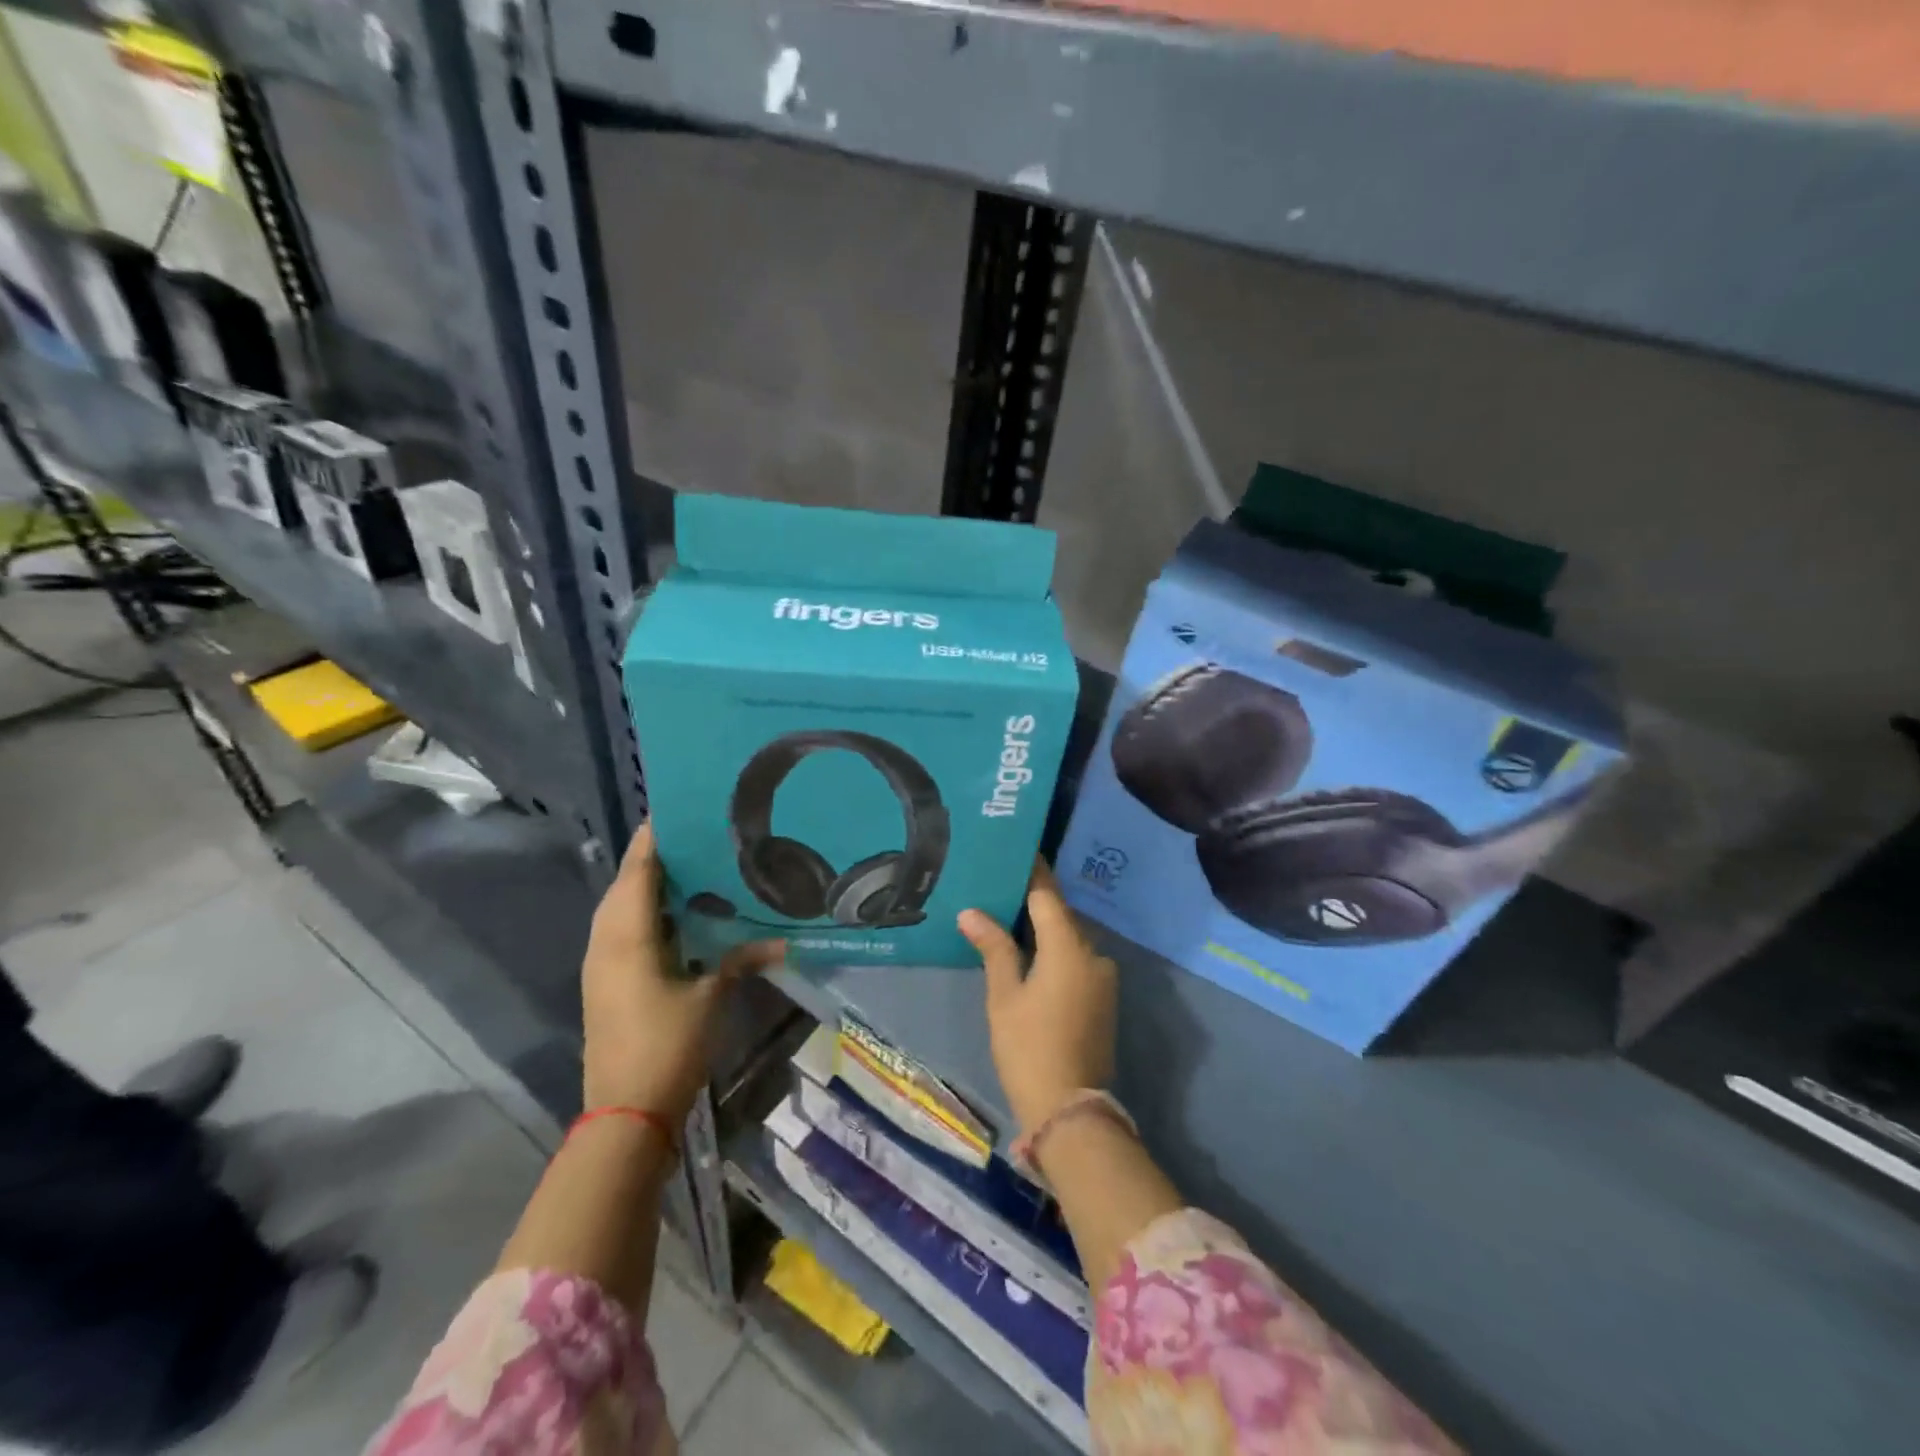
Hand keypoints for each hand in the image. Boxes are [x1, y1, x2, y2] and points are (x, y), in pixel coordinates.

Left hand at [581, 826, 782, 1121]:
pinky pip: (624, 930)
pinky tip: (680, 914)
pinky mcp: (607, 982)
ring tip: (693, 865)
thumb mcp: (711, 997)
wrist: (625, 1112)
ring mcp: (602, 963)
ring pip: (622, 907)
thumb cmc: (667, 1045)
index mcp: (627, 936)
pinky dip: (647, 912)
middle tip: (698, 834)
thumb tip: (782, 941)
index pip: (639, 869)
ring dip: (650, 884)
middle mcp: (606, 941)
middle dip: (655, 855)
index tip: (682, 808)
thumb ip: (741, 959)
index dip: (655, 836)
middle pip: (626, 883)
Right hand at [959, 860, 1117, 1136]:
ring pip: (1069, 939)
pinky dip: (1055, 951)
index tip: (1013, 850)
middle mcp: (1093, 953)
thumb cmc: (1029, 1047)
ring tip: (1008, 916)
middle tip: (1000, 885)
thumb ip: (993, 947)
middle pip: (1060, 915)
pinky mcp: (1103, 998)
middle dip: (1033, 900)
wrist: (1070, 1110)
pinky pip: (1077, 960)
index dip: (1031, 871)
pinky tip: (1030, 952)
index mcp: (1069, 947)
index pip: (1047, 894)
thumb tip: (972, 912)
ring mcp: (1103, 978)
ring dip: (1044, 927)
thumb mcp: (1004, 995)